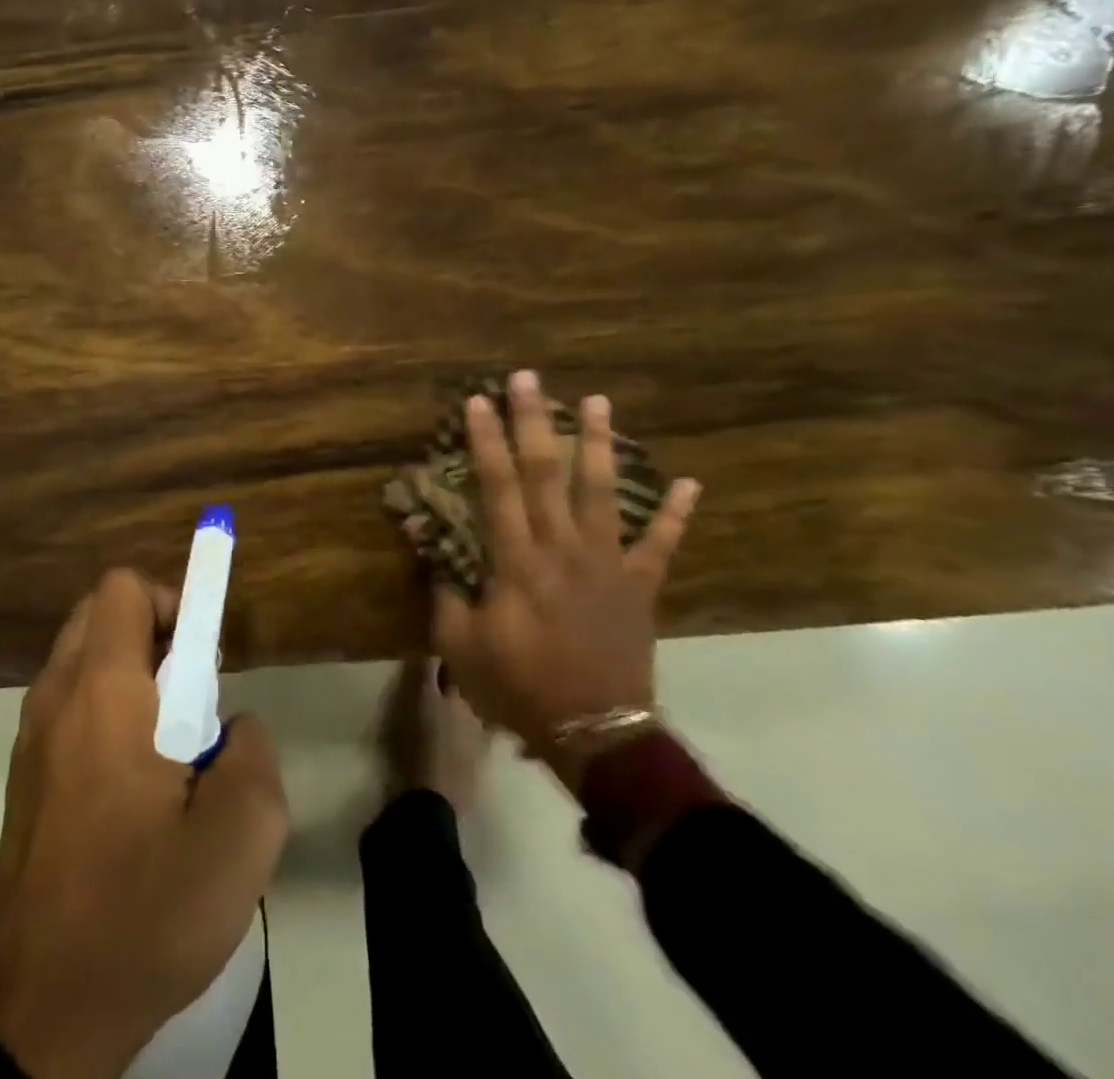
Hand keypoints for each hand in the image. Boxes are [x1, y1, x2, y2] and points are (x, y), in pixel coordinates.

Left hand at [0, 569, 287, 1078]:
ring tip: (169, 745)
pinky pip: (68, 705)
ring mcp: (30, 737)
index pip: (123, 588)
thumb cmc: (142, 912)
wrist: (40, 1015)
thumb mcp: (240, 840)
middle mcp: (56, 697)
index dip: (173, 599)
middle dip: (153, 631)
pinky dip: (104, 709)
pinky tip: (133, 786)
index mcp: (102, 692)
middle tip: (191, 696)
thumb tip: (233, 728)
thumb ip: (254, 756)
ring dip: (129, 672)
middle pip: (99, 613)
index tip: (204, 655)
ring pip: (81, 658)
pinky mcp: (23, 776)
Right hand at [432, 371, 700, 792]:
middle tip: (527, 379)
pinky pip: (661, 545)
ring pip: (603, 492)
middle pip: (547, 473)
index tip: (476, 402)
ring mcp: (607, 564)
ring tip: (598, 401)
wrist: (594, 733)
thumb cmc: (517, 686)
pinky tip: (690, 482)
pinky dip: (677, 514)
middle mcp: (562, 548)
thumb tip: (424, 541)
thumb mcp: (459, 643)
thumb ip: (443, 588)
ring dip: (599, 444)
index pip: (497, 486)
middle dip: (534, 421)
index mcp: (516, 560)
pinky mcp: (639, 586)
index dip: (485, 441)